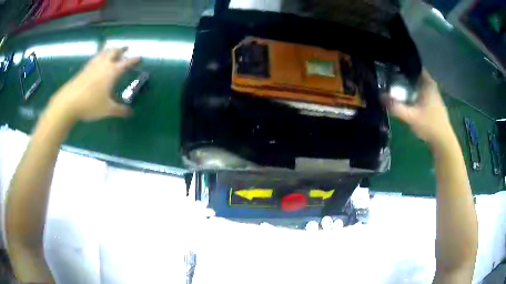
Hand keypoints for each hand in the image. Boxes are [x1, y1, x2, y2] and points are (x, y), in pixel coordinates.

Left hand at [49, 47, 140, 121]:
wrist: (69, 102)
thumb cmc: (90, 105)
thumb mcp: (107, 110)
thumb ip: (120, 110)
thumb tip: (130, 113)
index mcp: (112, 72)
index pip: (126, 63)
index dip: (134, 59)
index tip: (140, 57)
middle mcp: (103, 65)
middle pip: (114, 52)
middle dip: (121, 49)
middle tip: (126, 48)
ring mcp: (92, 65)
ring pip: (103, 52)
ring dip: (110, 49)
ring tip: (112, 49)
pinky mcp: (84, 69)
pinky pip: (95, 58)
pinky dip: (99, 55)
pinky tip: (98, 59)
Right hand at [385, 70, 454, 146]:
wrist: (443, 141)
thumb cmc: (429, 125)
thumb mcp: (411, 117)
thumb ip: (396, 108)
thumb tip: (380, 97)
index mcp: (428, 84)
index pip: (416, 66)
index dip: (405, 65)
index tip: (393, 66)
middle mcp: (432, 87)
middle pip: (417, 76)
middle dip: (405, 75)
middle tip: (392, 77)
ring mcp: (434, 96)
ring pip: (420, 85)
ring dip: (411, 85)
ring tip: (397, 87)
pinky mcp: (434, 105)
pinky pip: (423, 93)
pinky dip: (416, 93)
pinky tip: (409, 99)